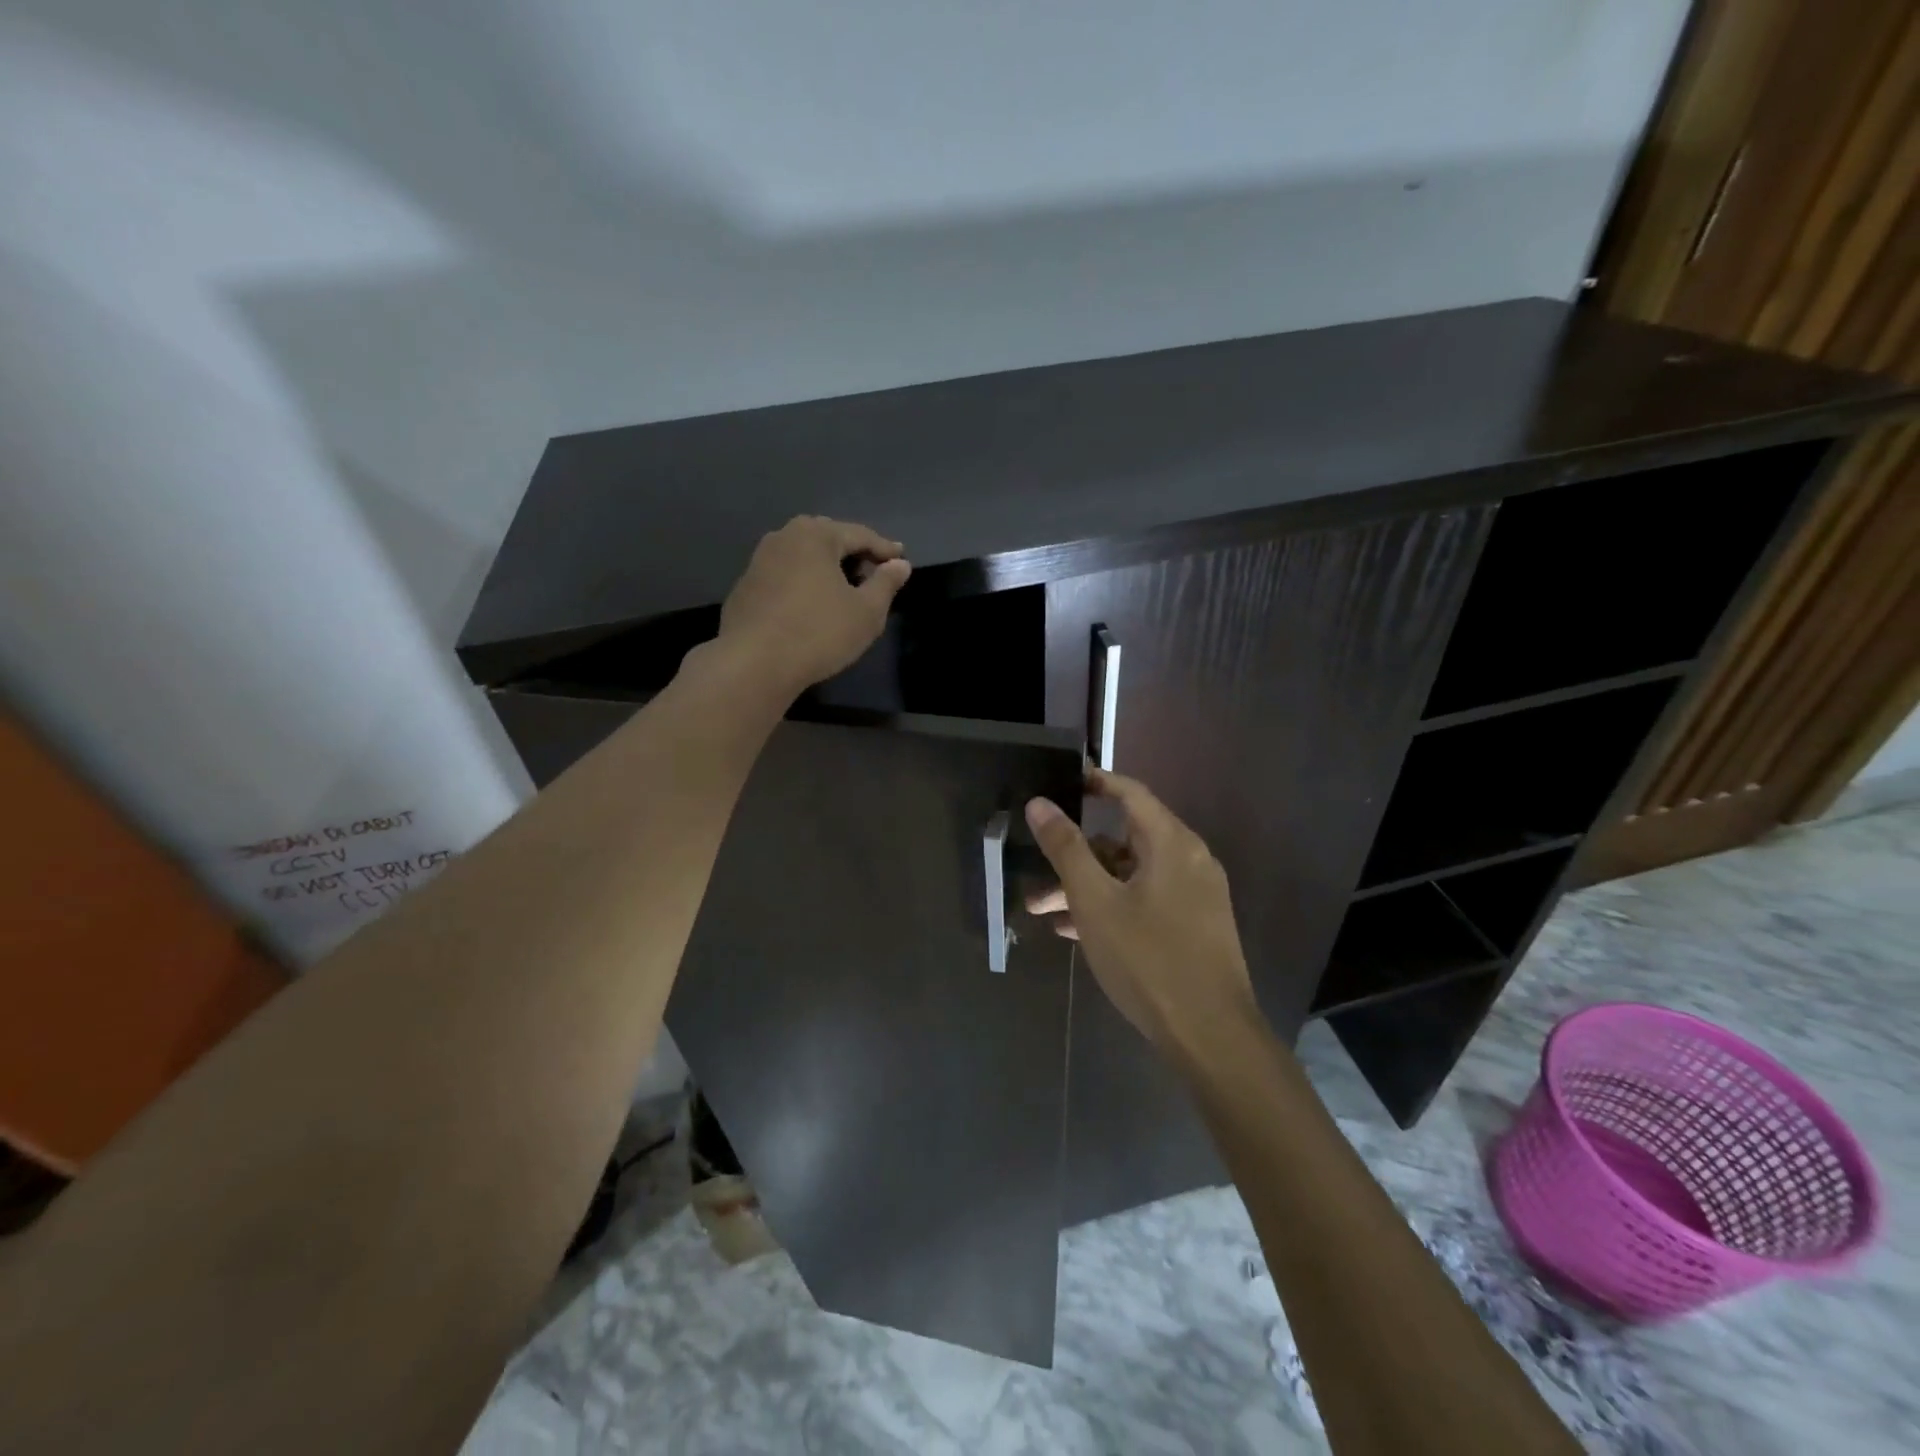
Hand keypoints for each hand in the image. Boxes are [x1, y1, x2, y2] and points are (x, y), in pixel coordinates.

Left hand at [716, 516, 911, 695]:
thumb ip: (886, 583)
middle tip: (874, 572)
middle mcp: (783, 537)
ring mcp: (758, 561)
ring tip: (845, 589)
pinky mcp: (745, 587)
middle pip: (828, 539)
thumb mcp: (867, 612)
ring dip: (827, 568)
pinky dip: (804, 583)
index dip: (885, 549)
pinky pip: (785, 576)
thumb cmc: (819, 633)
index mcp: (815, 535)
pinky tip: (812, 606)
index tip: (902, 560)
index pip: (860, 535)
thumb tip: (900, 564)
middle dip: (853, 553)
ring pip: (803, 557)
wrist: (753, 664)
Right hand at [1025, 769, 1259, 1063]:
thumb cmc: (1148, 959)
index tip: (1060, 782)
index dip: (1094, 783)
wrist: (1210, 1036)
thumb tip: (1040, 803)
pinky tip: (1075, 931)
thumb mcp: (1095, 901)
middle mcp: (1189, 860)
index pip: (1129, 793)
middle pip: (1124, 840)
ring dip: (1088, 887)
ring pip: (1131, 876)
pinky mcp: (1194, 927)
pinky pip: (1146, 901)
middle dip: (1076, 855)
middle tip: (1036, 869)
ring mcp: (1195, 896)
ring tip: (1043, 911)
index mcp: (1171, 843)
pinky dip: (1112, 906)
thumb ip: (1066, 849)